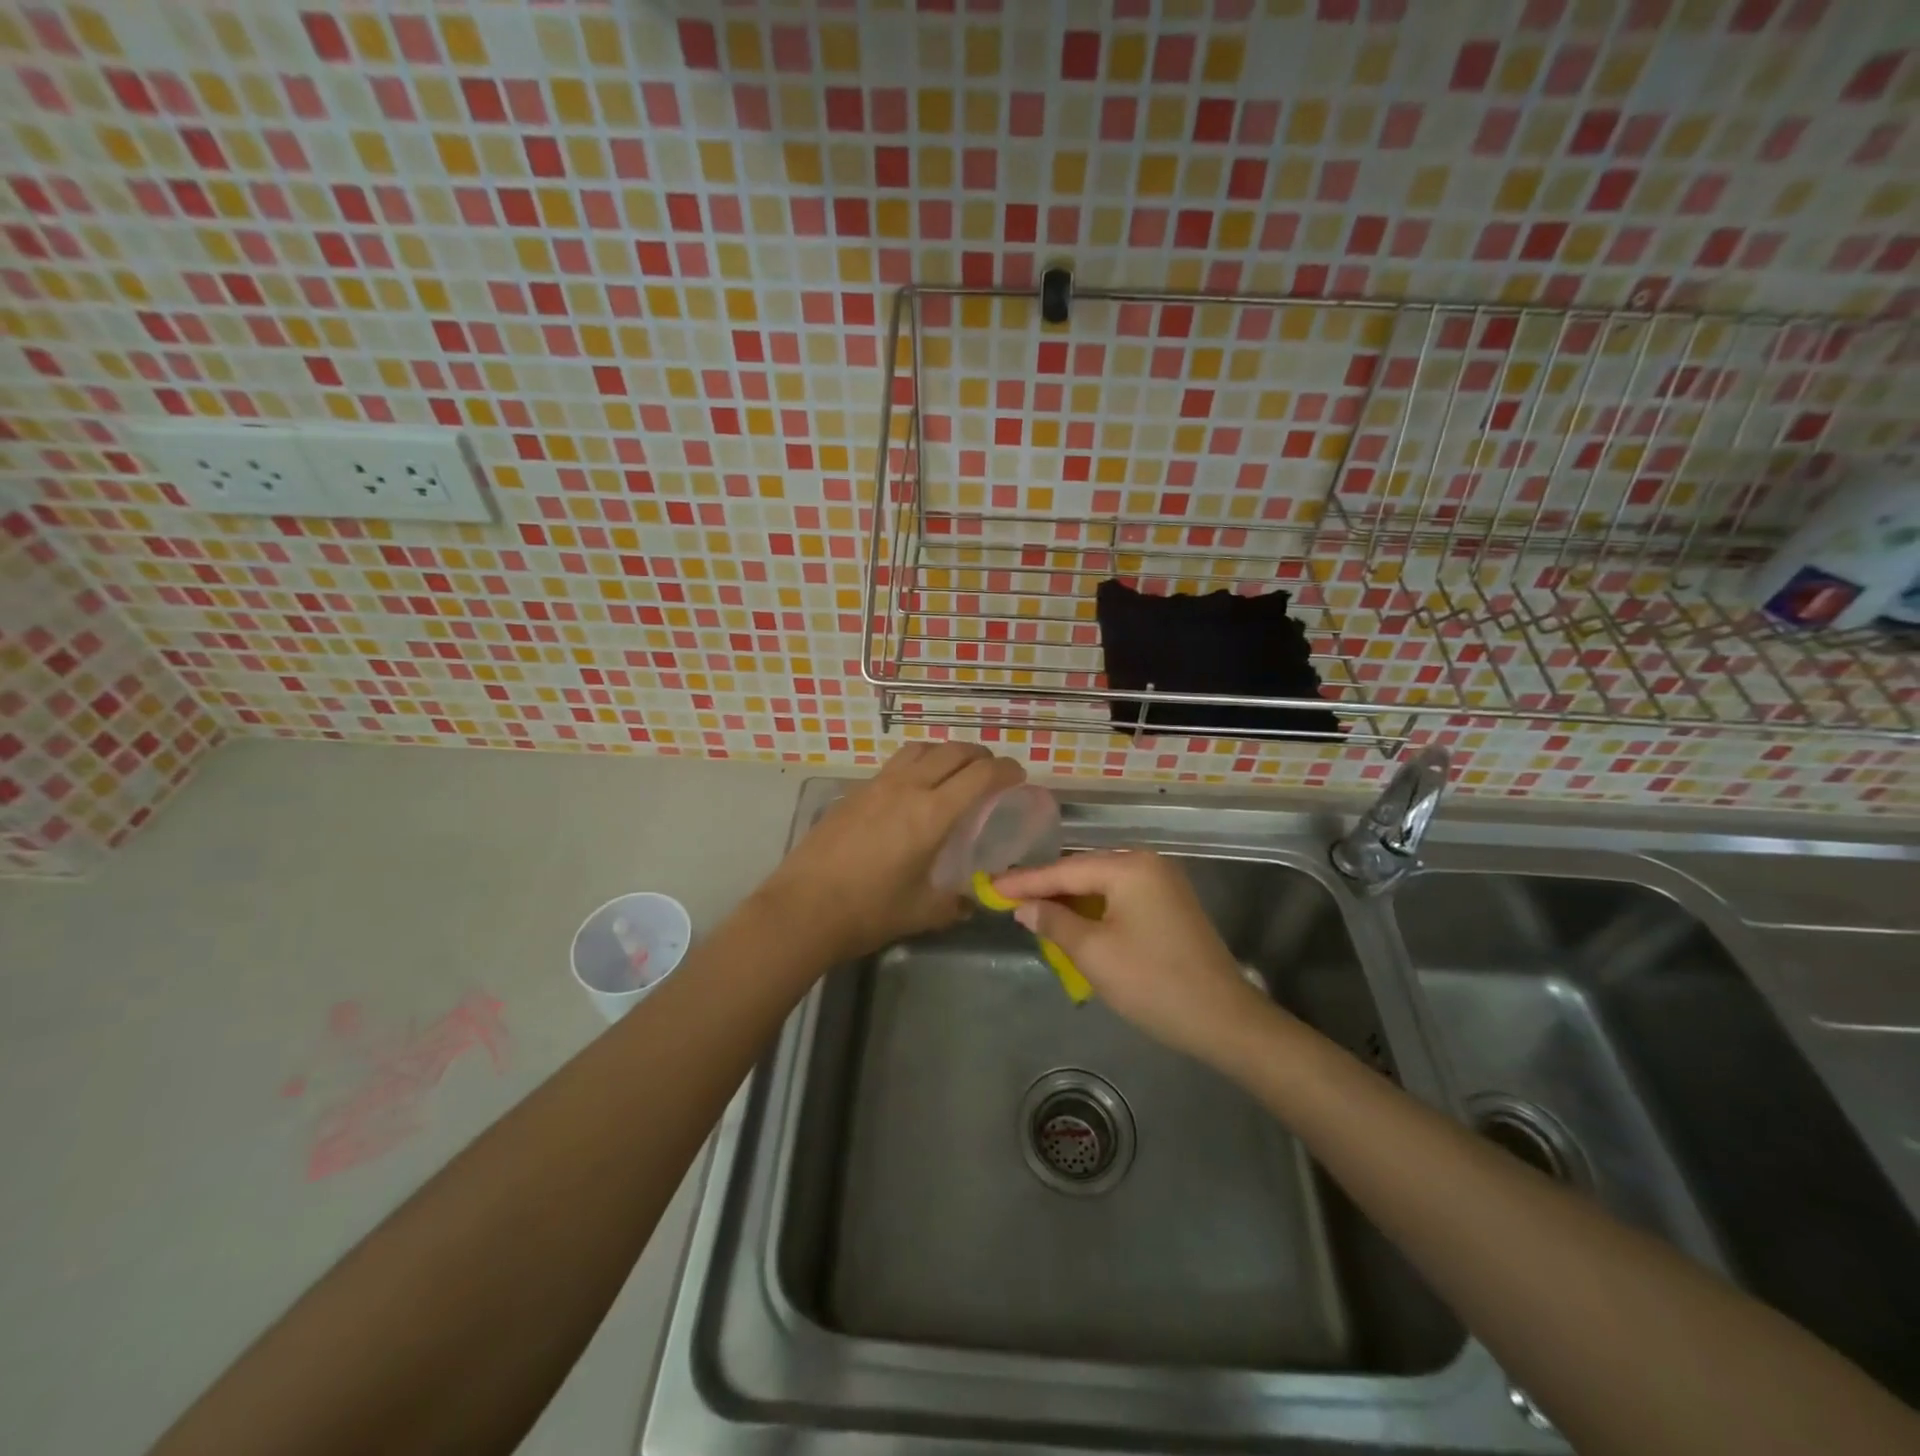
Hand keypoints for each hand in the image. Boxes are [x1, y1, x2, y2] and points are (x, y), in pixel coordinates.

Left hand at [759, 742, 1024, 962]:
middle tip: (991, 773)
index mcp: (932, 814)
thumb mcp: (922, 912)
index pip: (980, 775)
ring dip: (945, 752)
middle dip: (980, 756)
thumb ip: (955, 903)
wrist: (802, 909)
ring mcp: (877, 785)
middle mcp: (907, 787)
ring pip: (920, 748)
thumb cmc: (868, 912)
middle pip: (953, 751)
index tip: (1018, 776)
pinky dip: (917, 764)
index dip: (1006, 770)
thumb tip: (972, 901)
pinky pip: (895, 763)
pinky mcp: (854, 792)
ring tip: (954, 772)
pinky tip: (913, 790)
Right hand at [992, 850, 1278, 1063]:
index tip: (991, 886)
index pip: (1065, 870)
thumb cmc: (1153, 983)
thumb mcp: (1093, 953)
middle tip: (1007, 895)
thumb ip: (1054, 922)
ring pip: (1101, 885)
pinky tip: (1072, 920)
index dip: (1025, 881)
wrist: (1223, 1019)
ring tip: (1032, 908)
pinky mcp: (1170, 905)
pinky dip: (1093, 908)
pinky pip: (1120, 897)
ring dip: (1069, 899)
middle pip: (1083, 871)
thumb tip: (1024, 907)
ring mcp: (1163, 883)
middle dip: (1046, 887)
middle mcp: (1148, 863)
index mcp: (1129, 867)